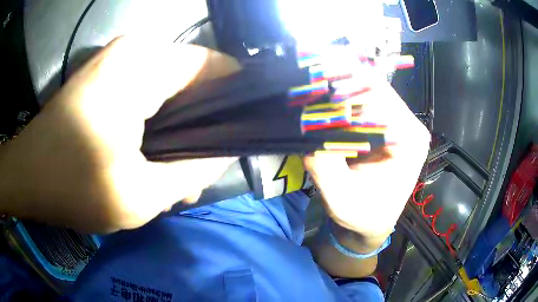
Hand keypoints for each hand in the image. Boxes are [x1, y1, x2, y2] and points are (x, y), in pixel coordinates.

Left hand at [0, 37, 239, 232]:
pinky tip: (151, 158)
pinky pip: (148, 91)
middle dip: (202, 125)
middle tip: (199, 171)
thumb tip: (224, 154)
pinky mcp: (107, 75)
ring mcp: (119, 61)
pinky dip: (157, 124)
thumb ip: (192, 172)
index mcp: (144, 65)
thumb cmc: (72, 186)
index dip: (235, 99)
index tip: (241, 134)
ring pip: (171, 88)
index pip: (216, 67)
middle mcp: (136, 51)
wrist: (28, 175)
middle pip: (194, 79)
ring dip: (177, 130)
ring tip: (174, 174)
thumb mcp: (140, 195)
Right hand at [304, 82, 429, 245]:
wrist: (370, 221)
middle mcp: (409, 123)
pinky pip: (362, 100)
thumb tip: (307, 129)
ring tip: (313, 88)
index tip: (315, 90)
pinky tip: (323, 100)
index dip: (346, 91)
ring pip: (367, 89)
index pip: (379, 98)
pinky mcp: (386, 122)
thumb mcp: (341, 199)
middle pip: (374, 88)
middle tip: (310, 84)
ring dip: (340, 88)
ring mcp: (398, 120)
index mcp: (410, 139)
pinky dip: (342, 98)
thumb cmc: (362, 214)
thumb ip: (326, 167)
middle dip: (341, 85)